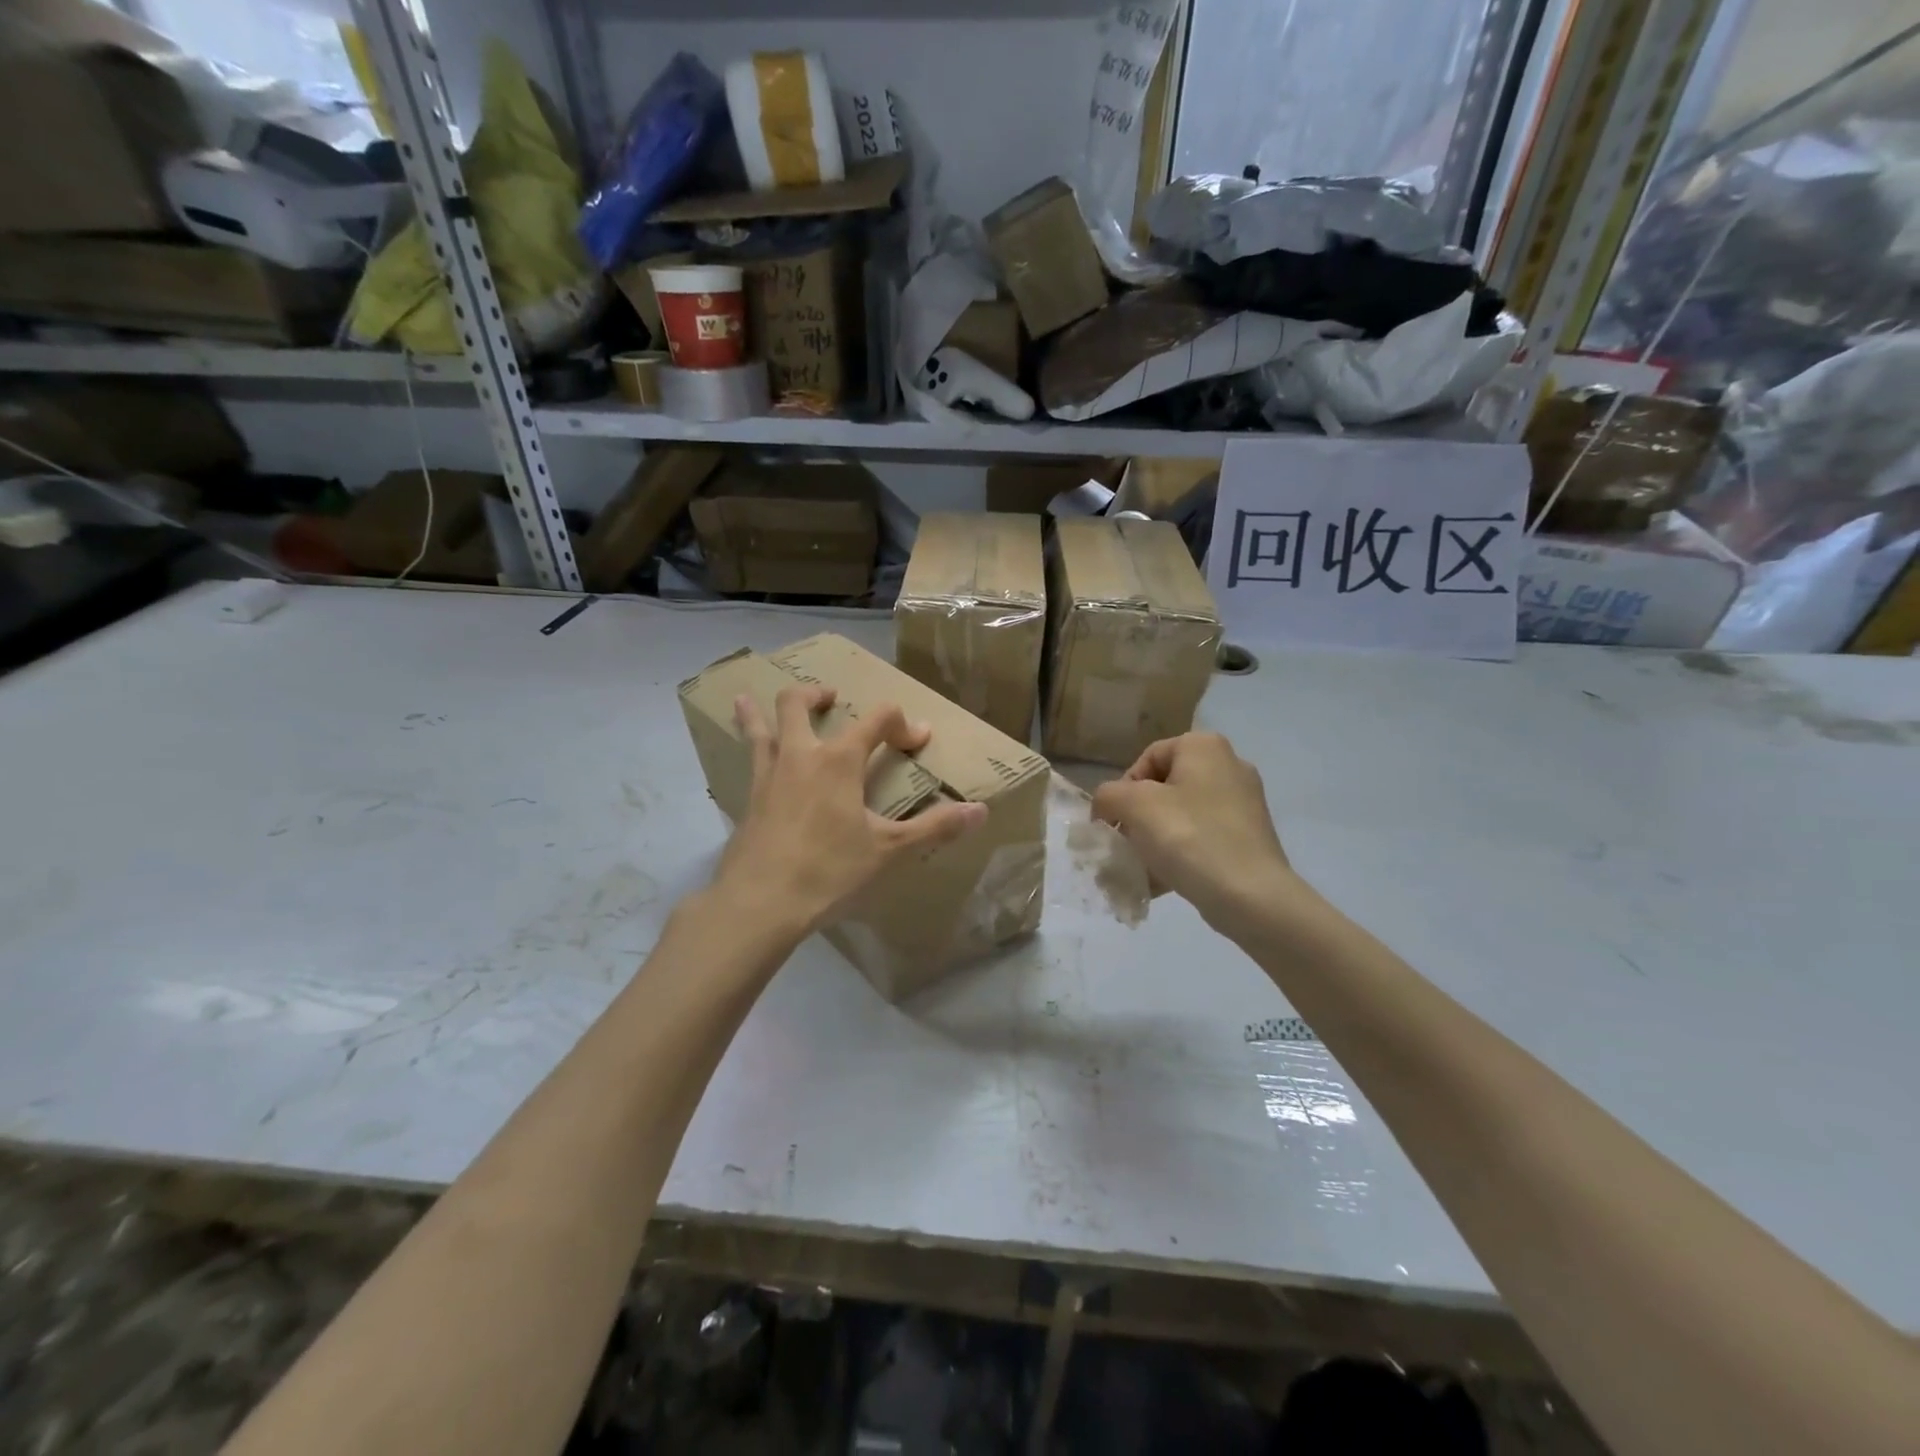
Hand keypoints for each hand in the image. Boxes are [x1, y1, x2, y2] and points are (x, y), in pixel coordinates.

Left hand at [715, 685, 985, 937]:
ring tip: (749, 698)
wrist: (759, 903)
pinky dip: (747, 747)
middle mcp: (800, 756)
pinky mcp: (747, 800)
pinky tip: (750, 757)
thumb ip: (934, 828)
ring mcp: (767, 776)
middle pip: (798, 704)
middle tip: (831, 698)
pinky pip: (748, 761)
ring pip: (759, 727)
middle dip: (817, 695)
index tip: (918, 740)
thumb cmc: (829, 871)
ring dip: (759, 710)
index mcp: (838, 760)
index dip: (902, 724)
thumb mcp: (889, 851)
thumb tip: (980, 811)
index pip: (877, 720)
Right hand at [1091, 732, 1299, 932]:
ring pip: (1182, 816)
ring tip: (1143, 868)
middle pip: (1164, 788)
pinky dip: (1181, 854)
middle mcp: (1230, 765)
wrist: (1250, 895)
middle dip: (1138, 818)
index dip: (1122, 791)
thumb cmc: (1188, 837)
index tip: (1114, 823)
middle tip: (1127, 845)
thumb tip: (1106, 808)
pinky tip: (1165, 881)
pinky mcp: (1251, 837)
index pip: (1146, 759)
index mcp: (1204, 746)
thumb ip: (1107, 796)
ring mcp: (1245, 803)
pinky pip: (1203, 838)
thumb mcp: (1133, 806)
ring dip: (1156, 839)